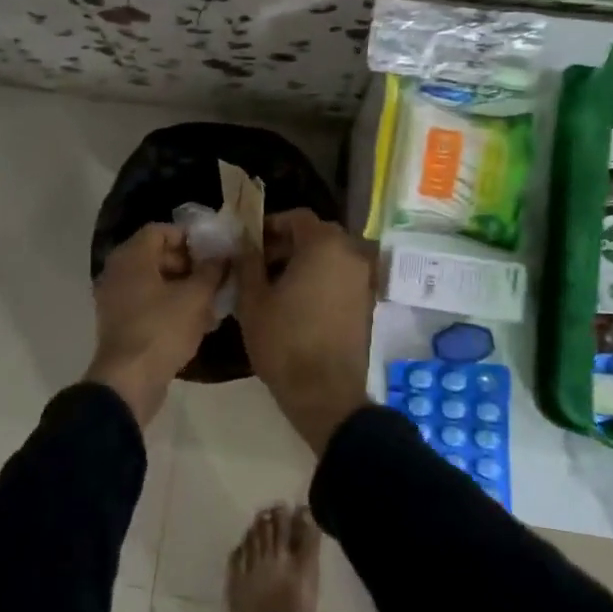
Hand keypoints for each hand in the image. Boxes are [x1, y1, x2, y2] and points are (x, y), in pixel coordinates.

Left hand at [89, 222, 225, 425]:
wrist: (129, 381)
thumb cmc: (162, 329)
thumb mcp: (196, 297)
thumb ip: (212, 271)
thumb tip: (223, 256)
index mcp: (131, 257)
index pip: (160, 230)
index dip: (189, 237)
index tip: (213, 252)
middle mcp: (118, 272)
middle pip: (156, 255)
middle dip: (189, 263)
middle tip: (215, 276)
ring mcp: (115, 299)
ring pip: (154, 281)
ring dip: (182, 286)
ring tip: (211, 300)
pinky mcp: (120, 323)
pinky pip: (147, 303)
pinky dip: (170, 305)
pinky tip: (196, 321)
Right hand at [236, 210, 375, 453]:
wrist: (325, 394)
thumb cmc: (284, 341)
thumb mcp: (253, 299)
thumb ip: (248, 262)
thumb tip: (246, 244)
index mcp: (324, 245)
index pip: (297, 217)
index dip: (271, 225)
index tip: (250, 243)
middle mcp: (351, 254)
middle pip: (316, 235)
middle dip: (287, 244)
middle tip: (259, 263)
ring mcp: (363, 279)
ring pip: (329, 257)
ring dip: (303, 262)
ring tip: (275, 285)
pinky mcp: (366, 303)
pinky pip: (340, 277)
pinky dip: (320, 279)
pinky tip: (296, 302)